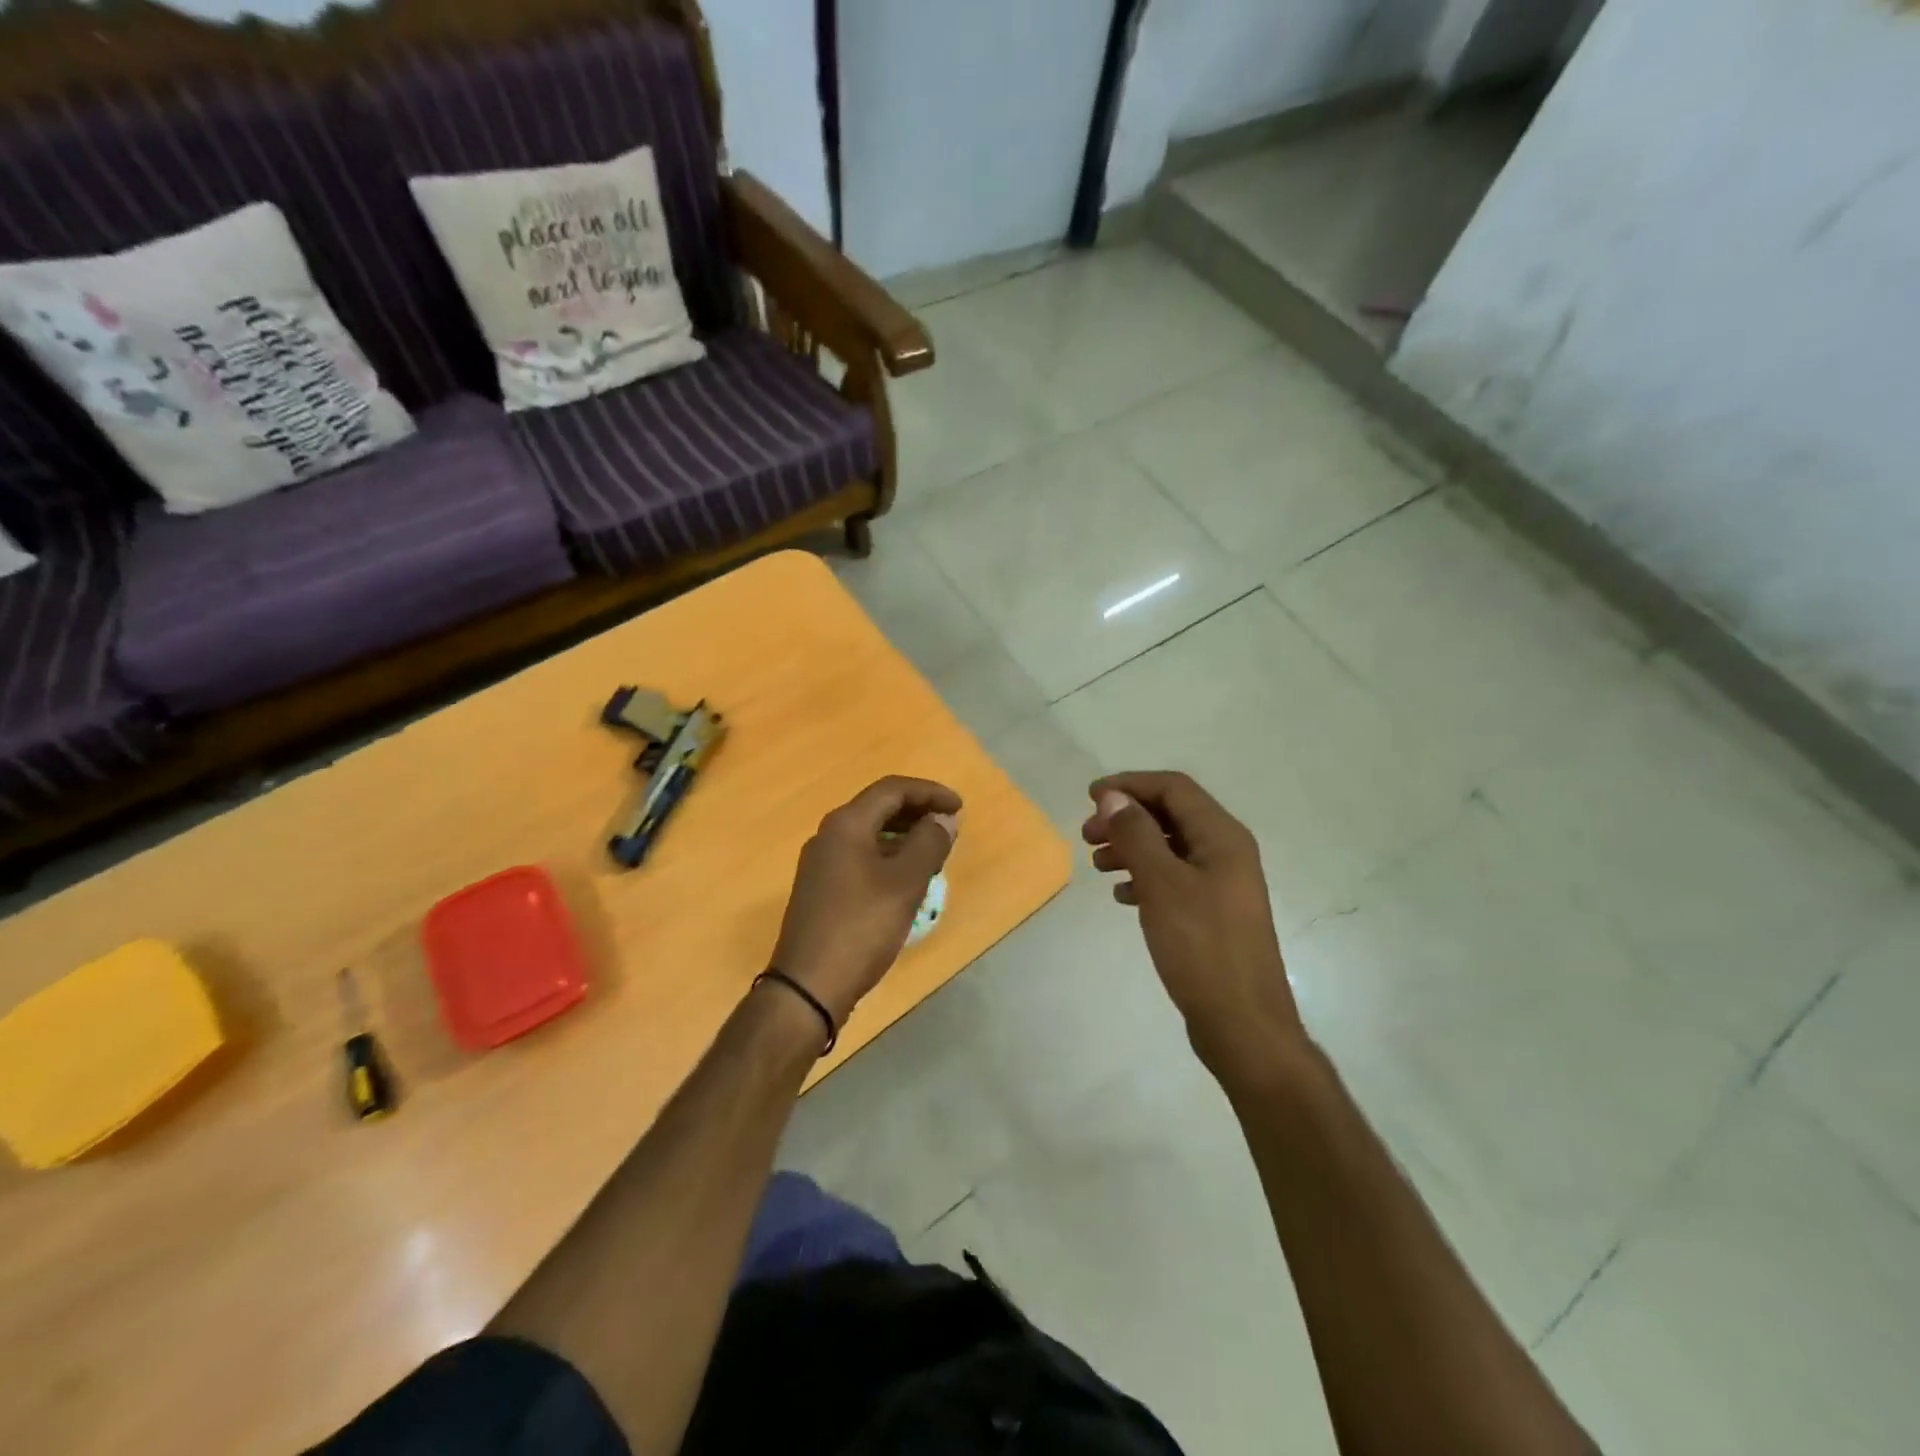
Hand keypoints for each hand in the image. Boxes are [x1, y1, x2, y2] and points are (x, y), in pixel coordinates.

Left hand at [771, 776, 959, 1026]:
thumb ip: (928, 844)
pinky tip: (905, 878)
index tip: (959, 808)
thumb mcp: (905, 884)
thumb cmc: (861, 928)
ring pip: (869, 833)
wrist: (807, 986)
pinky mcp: (821, 888)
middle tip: (950, 826)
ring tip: (934, 850)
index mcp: (846, 825)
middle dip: (917, 811)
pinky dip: (888, 855)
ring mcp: (821, 863)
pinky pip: (860, 856)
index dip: (929, 792)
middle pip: (878, 807)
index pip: (892, 789)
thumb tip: (942, 819)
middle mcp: (829, 835)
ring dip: (903, 834)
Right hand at [1083, 771, 1305, 1079]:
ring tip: (1098, 864)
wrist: (1243, 1024)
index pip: (1174, 788)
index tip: (1090, 797)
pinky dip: (1144, 877)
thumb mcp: (1162, 885)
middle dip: (1127, 818)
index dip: (1130, 785)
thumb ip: (1136, 835)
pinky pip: (1173, 879)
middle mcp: (1226, 852)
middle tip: (1087, 835)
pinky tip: (1122, 895)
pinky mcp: (1212, 913)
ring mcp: (1221, 885)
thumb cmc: (1202, 947)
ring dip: (1132, 847)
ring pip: (1169, 848)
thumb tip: (1113, 796)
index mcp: (1222, 837)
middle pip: (1170, 815)